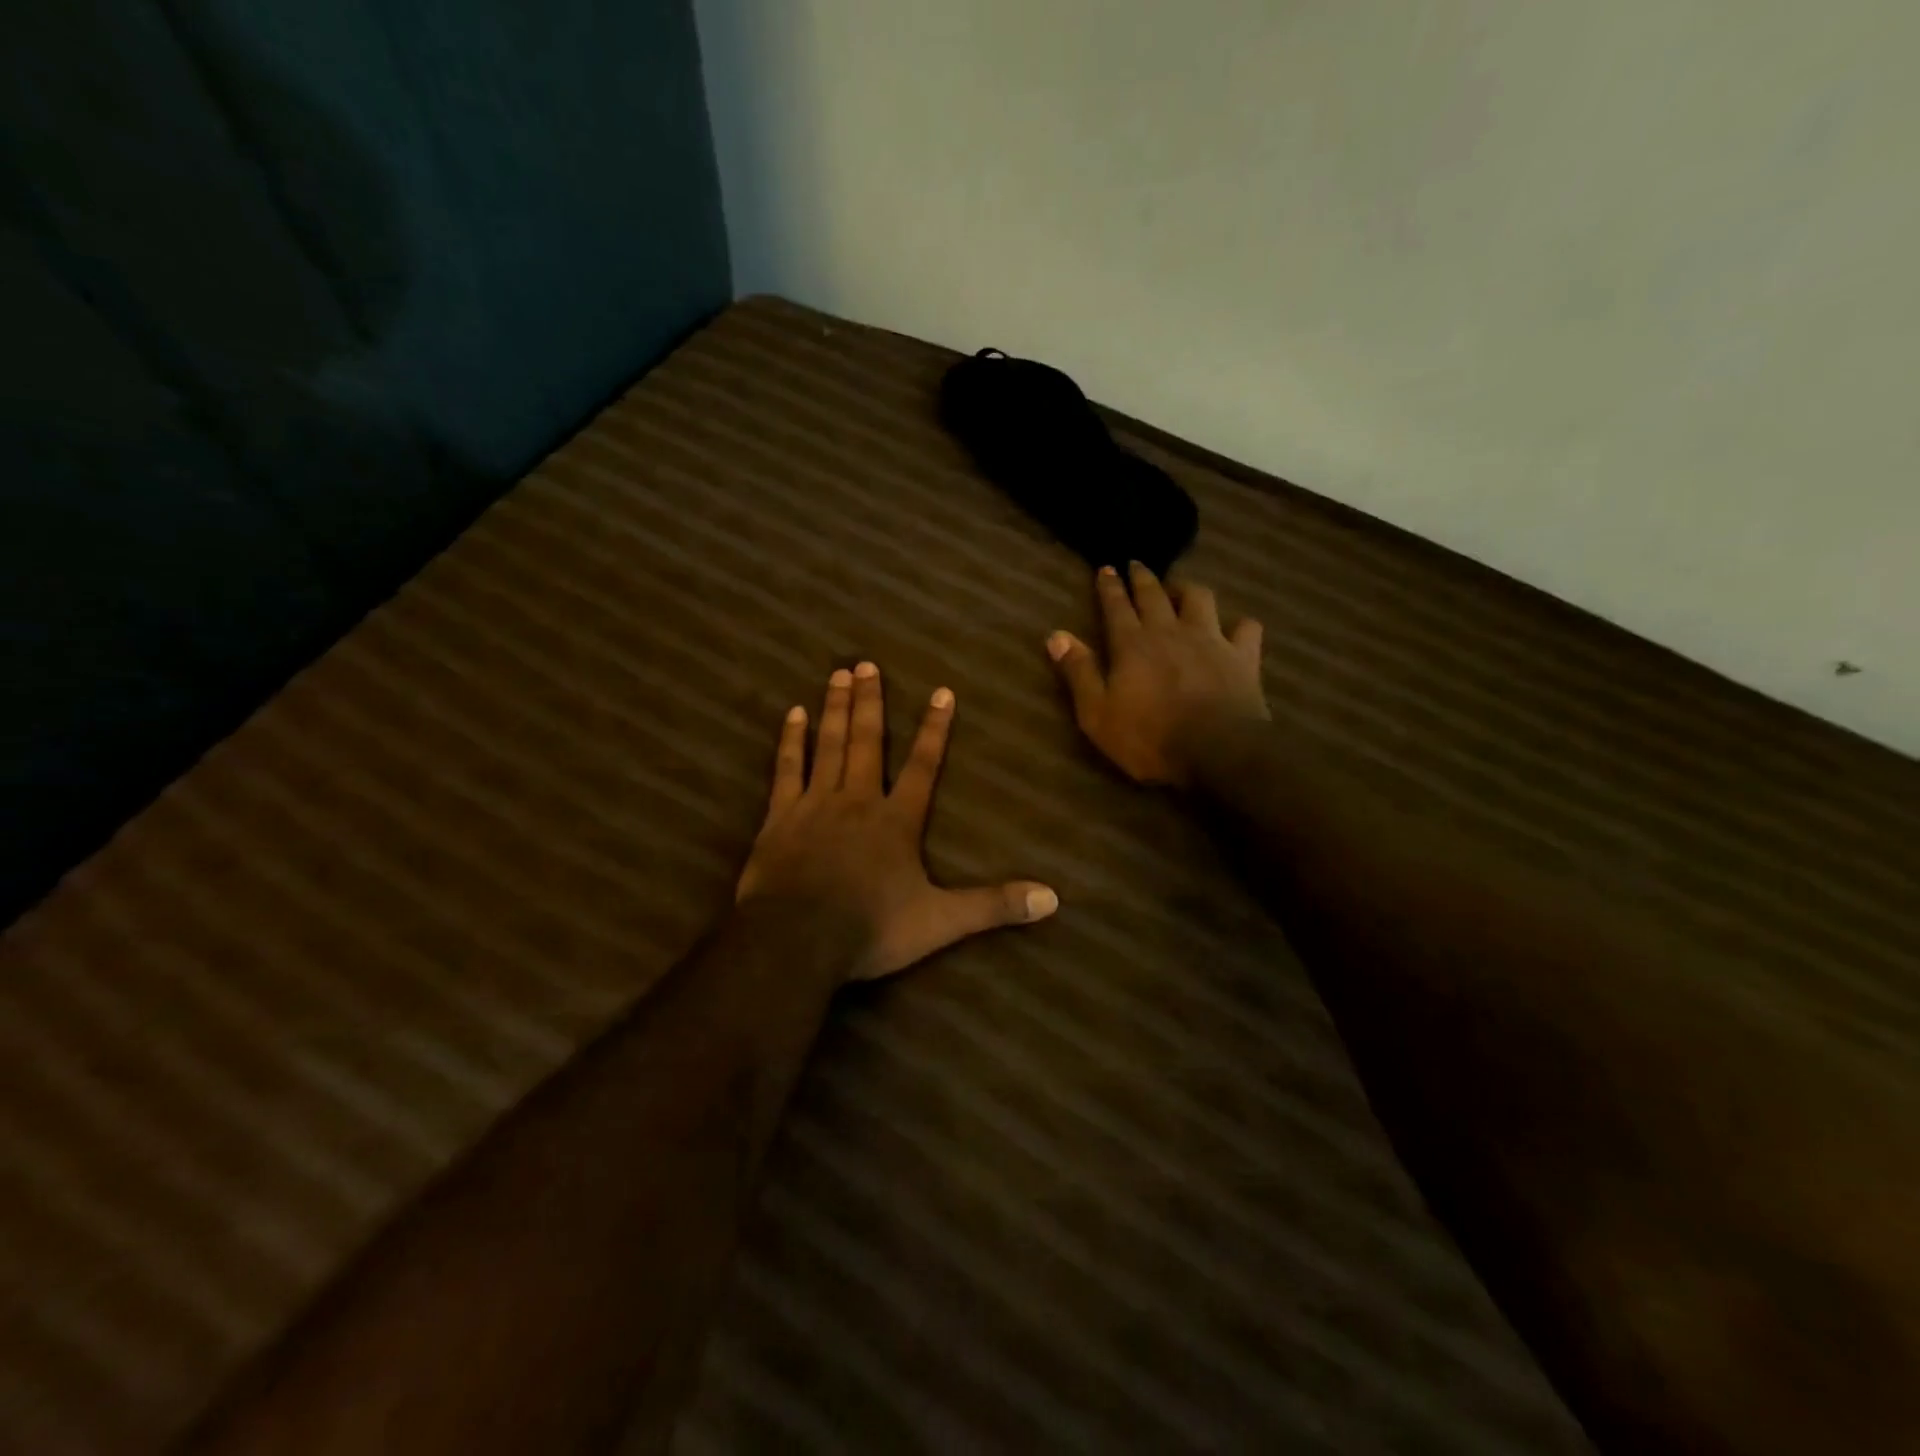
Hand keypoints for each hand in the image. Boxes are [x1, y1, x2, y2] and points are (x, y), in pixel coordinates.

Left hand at [737, 663, 1059, 980]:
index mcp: (897, 820)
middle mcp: (858, 800)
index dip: (935, 729)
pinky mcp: (780, 818)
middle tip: (867, 663)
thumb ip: (994, 905)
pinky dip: (791, 741)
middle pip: (868, 742)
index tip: (942, 691)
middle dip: (871, 702)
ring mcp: (815, 804)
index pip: (923, 766)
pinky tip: (793, 715)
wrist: (797, 939)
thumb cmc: (871, 927)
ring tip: (838, 674)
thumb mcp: (941, 921)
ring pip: (828, 745)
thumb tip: (1053, 899)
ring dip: (836, 709)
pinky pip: (786, 769)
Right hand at [1047, 563, 1268, 785]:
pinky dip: (1239, 624)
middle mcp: (1170, 631)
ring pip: (1199, 598)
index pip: (1116, 606)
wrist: (1217, 752)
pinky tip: (1235, 627)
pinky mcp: (1243, 657)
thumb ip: (1079, 672)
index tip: (1106, 568)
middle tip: (1136, 564)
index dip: (1109, 586)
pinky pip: (1246, 627)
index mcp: (1132, 644)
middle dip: (1143, 577)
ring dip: (1187, 589)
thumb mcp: (1097, 713)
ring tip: (1180, 589)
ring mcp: (1211, 640)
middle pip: (1154, 594)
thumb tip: (1056, 635)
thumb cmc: (1148, 738)